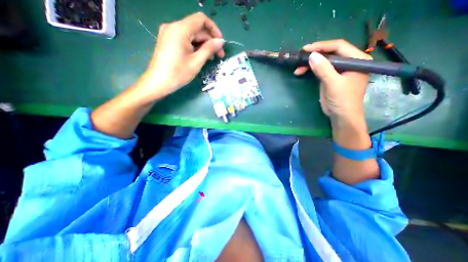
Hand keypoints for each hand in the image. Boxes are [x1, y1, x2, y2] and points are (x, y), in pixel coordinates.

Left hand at [138, 12, 224, 98]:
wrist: (158, 82)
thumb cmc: (178, 73)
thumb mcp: (196, 62)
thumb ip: (209, 49)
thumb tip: (221, 41)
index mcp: (180, 29)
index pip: (201, 20)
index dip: (214, 30)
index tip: (220, 43)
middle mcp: (173, 27)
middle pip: (197, 28)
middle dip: (209, 40)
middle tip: (219, 55)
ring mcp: (169, 33)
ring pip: (191, 34)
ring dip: (203, 45)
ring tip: (210, 58)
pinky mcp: (168, 40)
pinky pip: (185, 39)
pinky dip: (194, 46)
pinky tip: (200, 56)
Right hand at [293, 39, 371, 122]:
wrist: (341, 116)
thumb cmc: (342, 100)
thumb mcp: (333, 83)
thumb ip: (323, 69)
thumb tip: (311, 55)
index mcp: (357, 60)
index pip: (339, 46)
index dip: (322, 46)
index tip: (306, 49)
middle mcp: (349, 62)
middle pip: (330, 53)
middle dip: (314, 55)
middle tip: (300, 58)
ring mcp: (339, 70)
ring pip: (323, 61)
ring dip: (310, 64)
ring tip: (298, 68)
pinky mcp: (331, 77)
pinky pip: (320, 69)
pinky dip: (310, 70)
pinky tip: (302, 71)